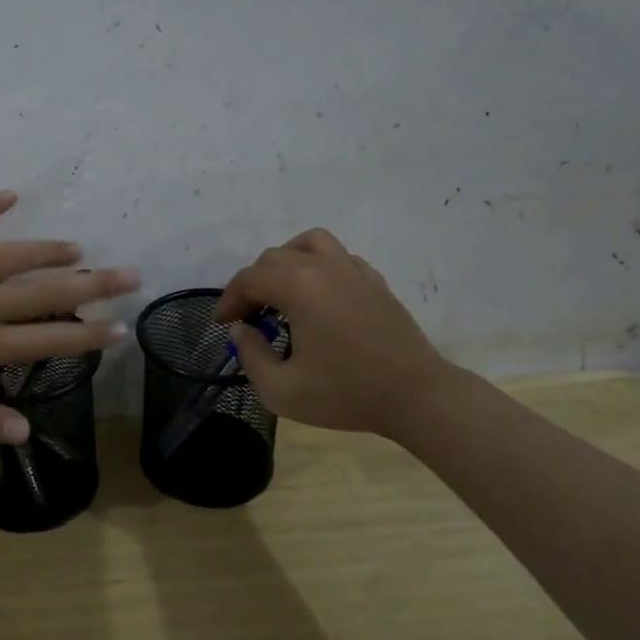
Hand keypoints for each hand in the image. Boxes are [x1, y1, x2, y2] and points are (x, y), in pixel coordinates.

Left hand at [0, 190, 139, 443]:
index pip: (46, 339)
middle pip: (44, 292)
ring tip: (79, 247)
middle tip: (129, 274)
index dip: (87, 337)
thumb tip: (27, 430)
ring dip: (49, 251)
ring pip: (13, 256)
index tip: (121, 330)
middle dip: (91, 285)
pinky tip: (11, 194)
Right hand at [215, 228, 456, 438]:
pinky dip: (319, 267)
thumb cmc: (346, 394)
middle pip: (273, 258)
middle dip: (253, 284)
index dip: (229, 299)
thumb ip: (250, 356)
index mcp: (298, 287)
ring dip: (286, 261)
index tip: (224, 324)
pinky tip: (319, 297)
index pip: (249, 279)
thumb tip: (243, 331)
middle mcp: (323, 267)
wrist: (416, 396)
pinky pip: (338, 257)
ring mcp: (353, 270)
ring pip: (309, 243)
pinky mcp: (374, 281)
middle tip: (249, 316)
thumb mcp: (281, 390)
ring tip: (282, 290)